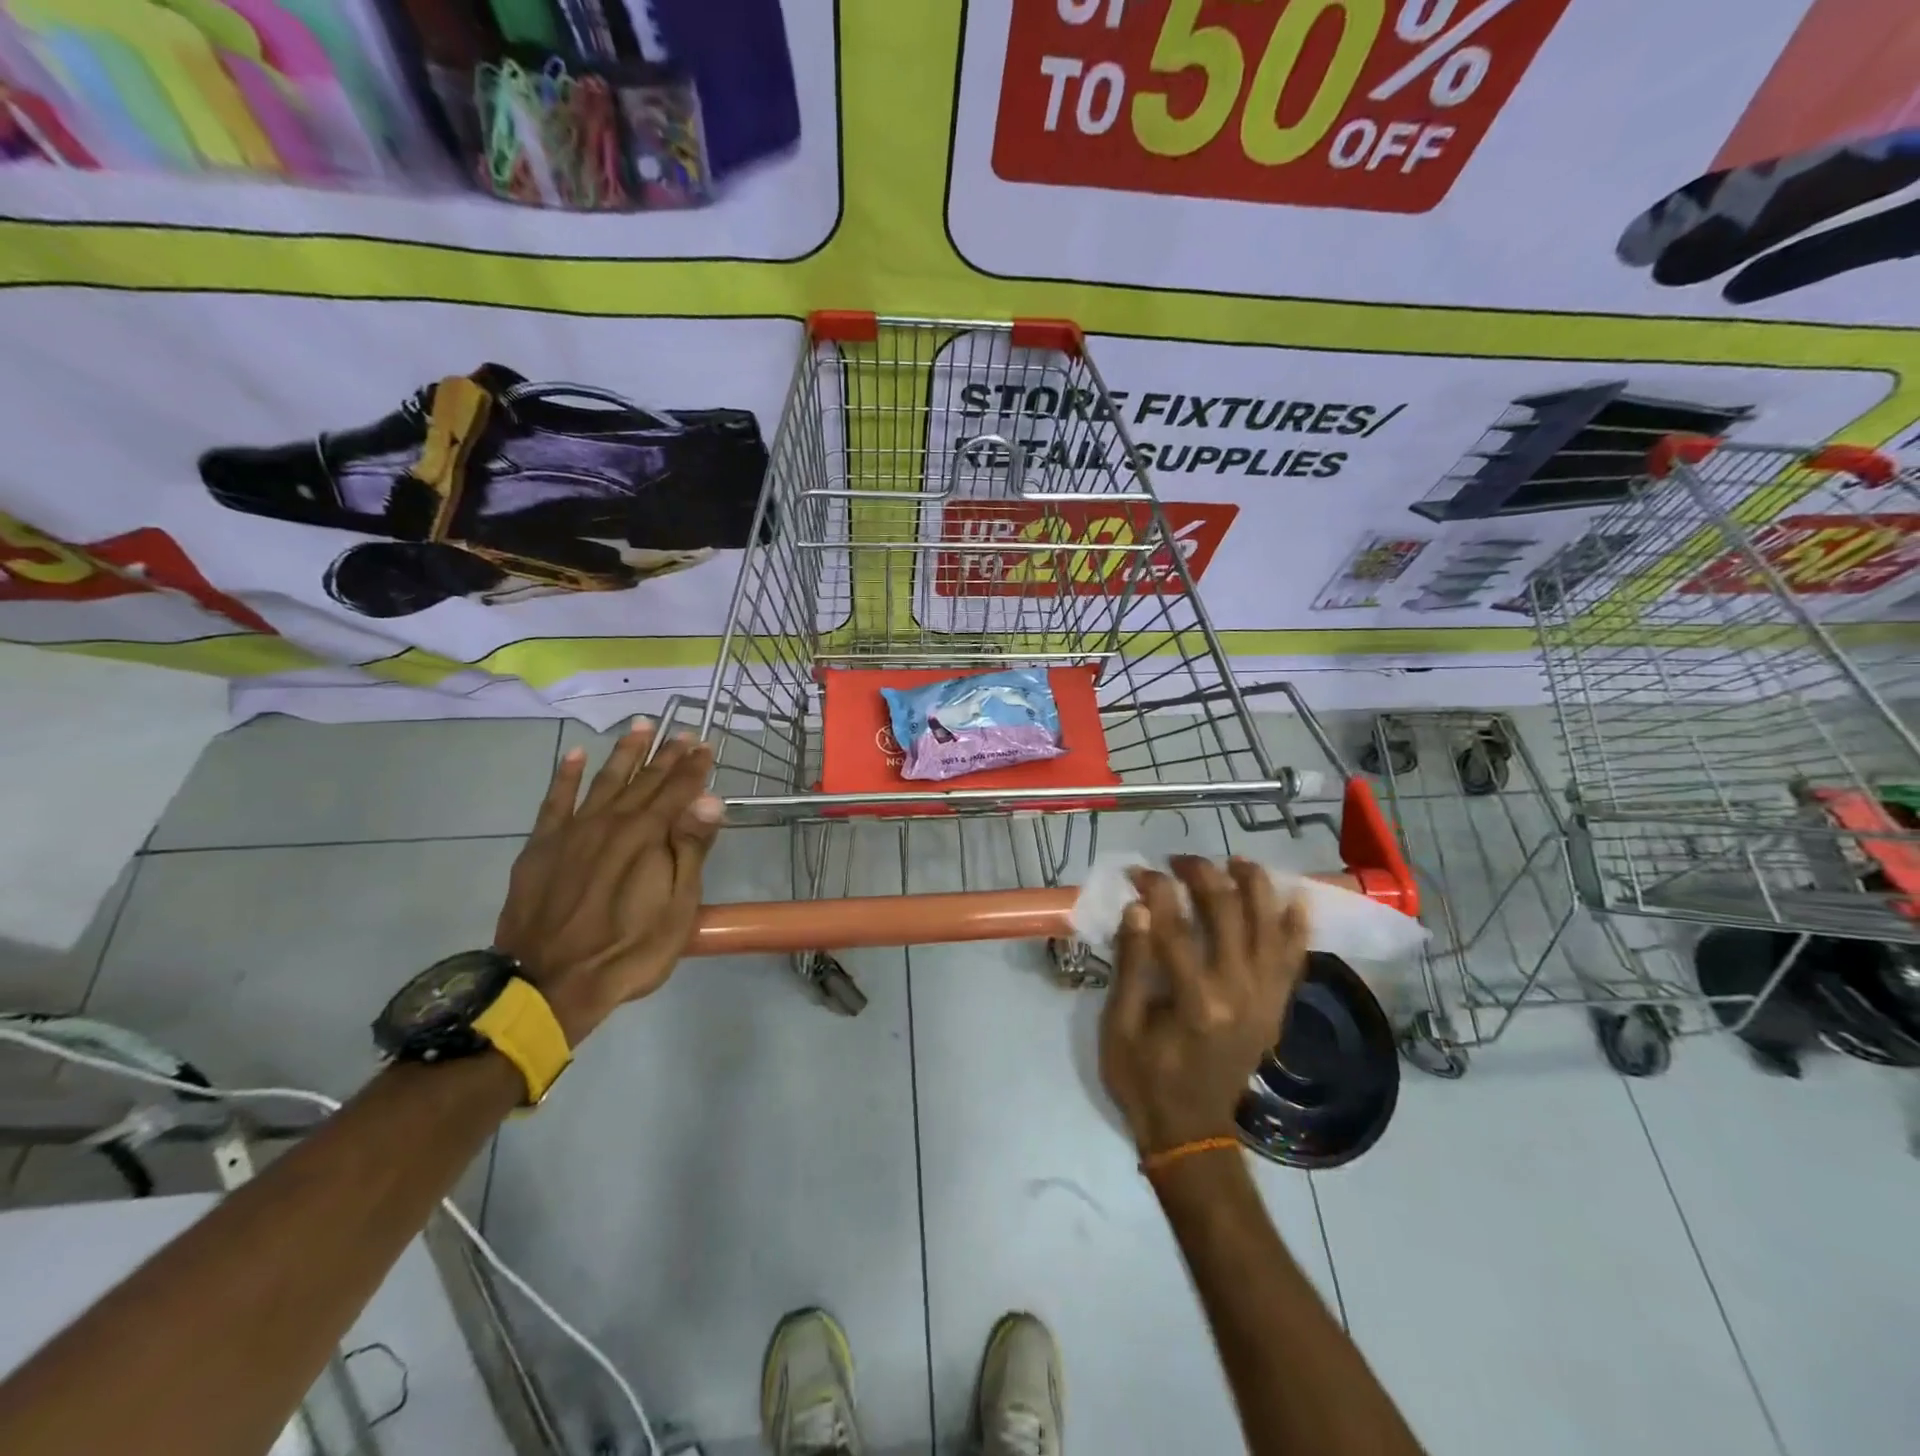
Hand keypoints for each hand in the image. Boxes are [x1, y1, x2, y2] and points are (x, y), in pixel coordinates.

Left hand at [493, 721, 724, 1044]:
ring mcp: (572, 832)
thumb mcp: (677, 909)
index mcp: (647, 836)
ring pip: (603, 780)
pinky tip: (574, 755)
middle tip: (682, 732)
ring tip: (639, 726)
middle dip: (666, 754)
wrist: (549, 984)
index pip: (677, 791)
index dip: (694, 767)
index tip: (706, 745)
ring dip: (624, 753)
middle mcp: (611, 822)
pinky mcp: (542, 847)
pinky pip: (555, 801)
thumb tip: (710, 800)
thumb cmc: (628, 951)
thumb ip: (691, 850)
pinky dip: (565, 776)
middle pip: (644, 780)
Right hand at [1099, 856, 1309, 1154]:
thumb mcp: (1119, 1025)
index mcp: (1195, 1000)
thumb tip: (1139, 908)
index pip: (1175, 925)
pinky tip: (1295, 899)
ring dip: (1255, 888)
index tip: (1137, 872)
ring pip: (1269, 927)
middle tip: (1179, 861)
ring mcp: (1265, 1000)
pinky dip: (1297, 928)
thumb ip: (1131, 965)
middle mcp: (1239, 993)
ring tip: (1236, 862)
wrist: (1190, 1132)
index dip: (1155, 890)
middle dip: (1203, 876)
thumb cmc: (1143, 1078)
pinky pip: (1294, 960)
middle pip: (1227, 913)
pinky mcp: (1276, 1009)